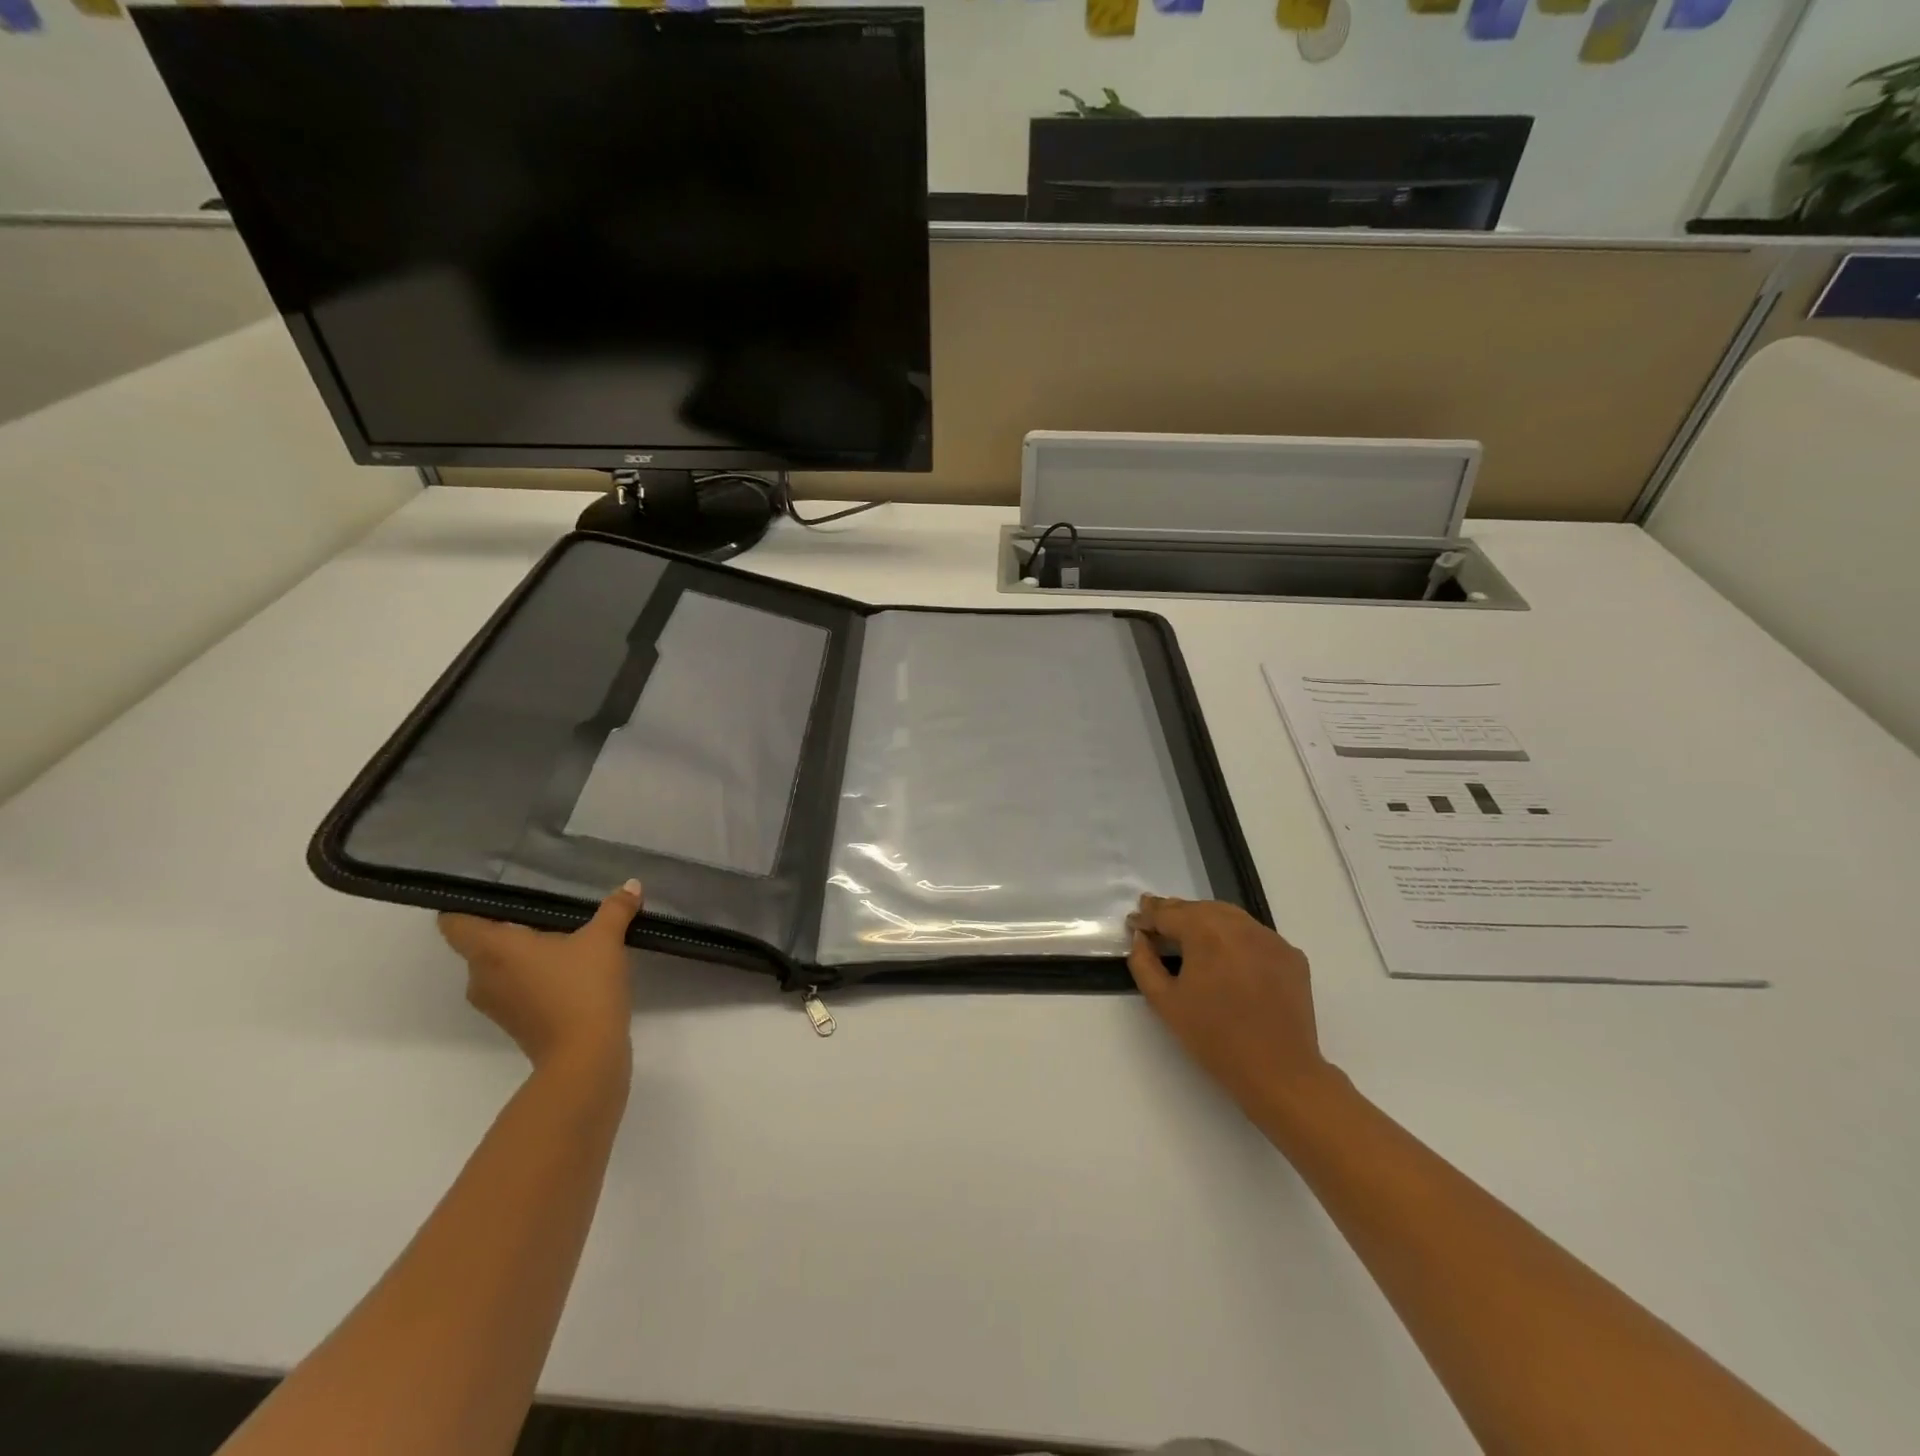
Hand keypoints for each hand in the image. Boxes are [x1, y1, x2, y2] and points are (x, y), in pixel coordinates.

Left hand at [438, 880, 641, 1074]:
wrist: (586, 1056)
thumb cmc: (583, 988)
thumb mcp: (605, 939)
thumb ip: (615, 909)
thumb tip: (632, 885)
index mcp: (491, 950)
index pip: (454, 922)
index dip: (468, 904)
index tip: (496, 892)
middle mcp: (481, 976)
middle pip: (479, 943)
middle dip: (508, 927)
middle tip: (544, 910)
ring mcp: (495, 1003)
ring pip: (498, 967)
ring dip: (522, 955)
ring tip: (561, 939)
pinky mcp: (513, 1022)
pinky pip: (514, 987)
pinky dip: (533, 976)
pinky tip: (568, 969)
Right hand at [1127, 894, 1333, 1115]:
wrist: (1279, 1071)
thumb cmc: (1214, 1038)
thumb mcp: (1165, 1002)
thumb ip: (1144, 963)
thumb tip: (1141, 938)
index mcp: (1206, 932)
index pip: (1169, 913)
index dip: (1147, 915)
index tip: (1134, 921)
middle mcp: (1240, 925)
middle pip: (1199, 908)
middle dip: (1175, 913)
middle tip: (1156, 921)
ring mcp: (1270, 938)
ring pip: (1229, 916)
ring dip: (1205, 920)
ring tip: (1188, 933)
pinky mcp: (1290, 955)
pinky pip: (1254, 935)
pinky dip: (1235, 937)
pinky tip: (1227, 956)